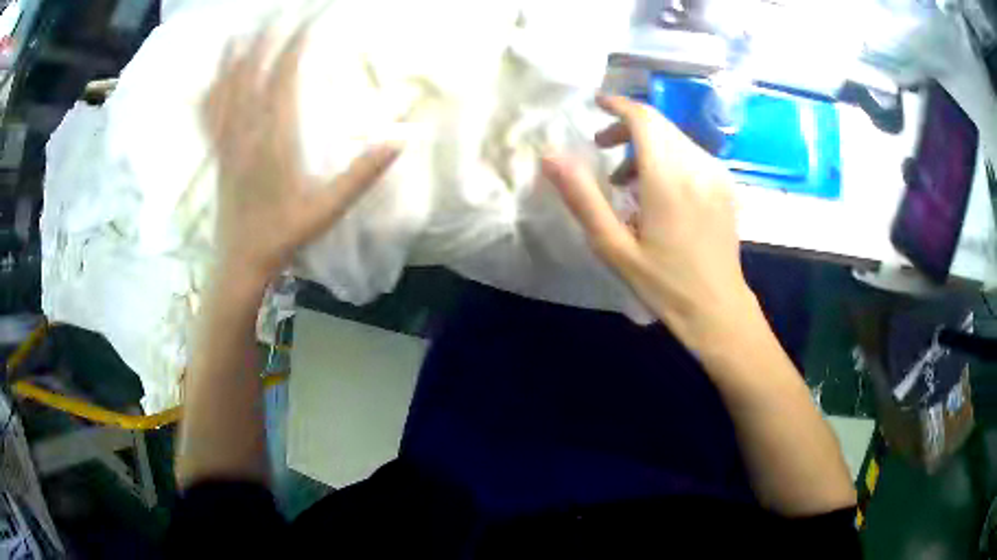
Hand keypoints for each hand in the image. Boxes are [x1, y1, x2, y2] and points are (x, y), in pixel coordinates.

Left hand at [203, 27, 400, 282]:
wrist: (240, 262)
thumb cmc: (285, 236)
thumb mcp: (328, 208)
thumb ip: (363, 172)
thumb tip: (402, 137)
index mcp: (274, 140)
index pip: (284, 78)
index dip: (297, 45)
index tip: (311, 21)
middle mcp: (245, 133)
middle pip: (251, 74)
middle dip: (265, 40)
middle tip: (277, 14)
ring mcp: (226, 142)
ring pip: (225, 90)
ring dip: (234, 58)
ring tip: (241, 31)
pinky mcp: (216, 154)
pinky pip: (209, 116)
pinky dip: (209, 91)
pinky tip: (209, 78)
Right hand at [542, 95, 756, 346]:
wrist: (718, 309)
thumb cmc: (664, 284)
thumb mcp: (614, 247)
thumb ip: (582, 198)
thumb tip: (550, 157)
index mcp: (668, 178)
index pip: (643, 119)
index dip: (617, 105)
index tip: (595, 104)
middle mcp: (697, 166)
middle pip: (659, 124)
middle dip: (627, 127)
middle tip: (601, 147)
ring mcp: (716, 175)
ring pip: (676, 138)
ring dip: (646, 145)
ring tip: (625, 182)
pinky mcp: (725, 187)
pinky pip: (692, 155)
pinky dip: (668, 158)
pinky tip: (658, 192)